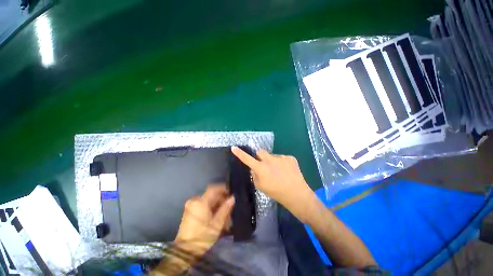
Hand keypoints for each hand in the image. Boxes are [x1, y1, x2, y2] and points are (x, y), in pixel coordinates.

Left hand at [174, 184, 234, 257]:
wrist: (184, 251)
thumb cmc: (202, 238)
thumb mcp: (217, 224)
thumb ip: (225, 209)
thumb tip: (232, 198)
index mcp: (201, 202)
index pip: (213, 189)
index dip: (223, 188)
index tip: (230, 192)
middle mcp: (195, 201)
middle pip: (211, 194)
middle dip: (221, 198)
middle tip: (229, 205)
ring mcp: (191, 206)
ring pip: (208, 200)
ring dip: (217, 204)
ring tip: (224, 212)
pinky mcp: (190, 211)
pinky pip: (203, 204)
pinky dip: (210, 207)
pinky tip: (216, 215)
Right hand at [231, 146, 311, 216]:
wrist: (297, 194)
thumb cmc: (277, 192)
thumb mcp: (261, 186)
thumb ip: (255, 175)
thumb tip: (254, 168)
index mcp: (261, 168)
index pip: (247, 159)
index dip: (239, 153)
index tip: (234, 147)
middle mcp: (270, 160)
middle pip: (260, 151)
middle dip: (259, 156)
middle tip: (264, 164)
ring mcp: (281, 157)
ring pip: (272, 156)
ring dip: (272, 161)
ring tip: (279, 171)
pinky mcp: (290, 157)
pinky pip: (282, 157)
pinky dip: (282, 163)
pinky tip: (286, 171)